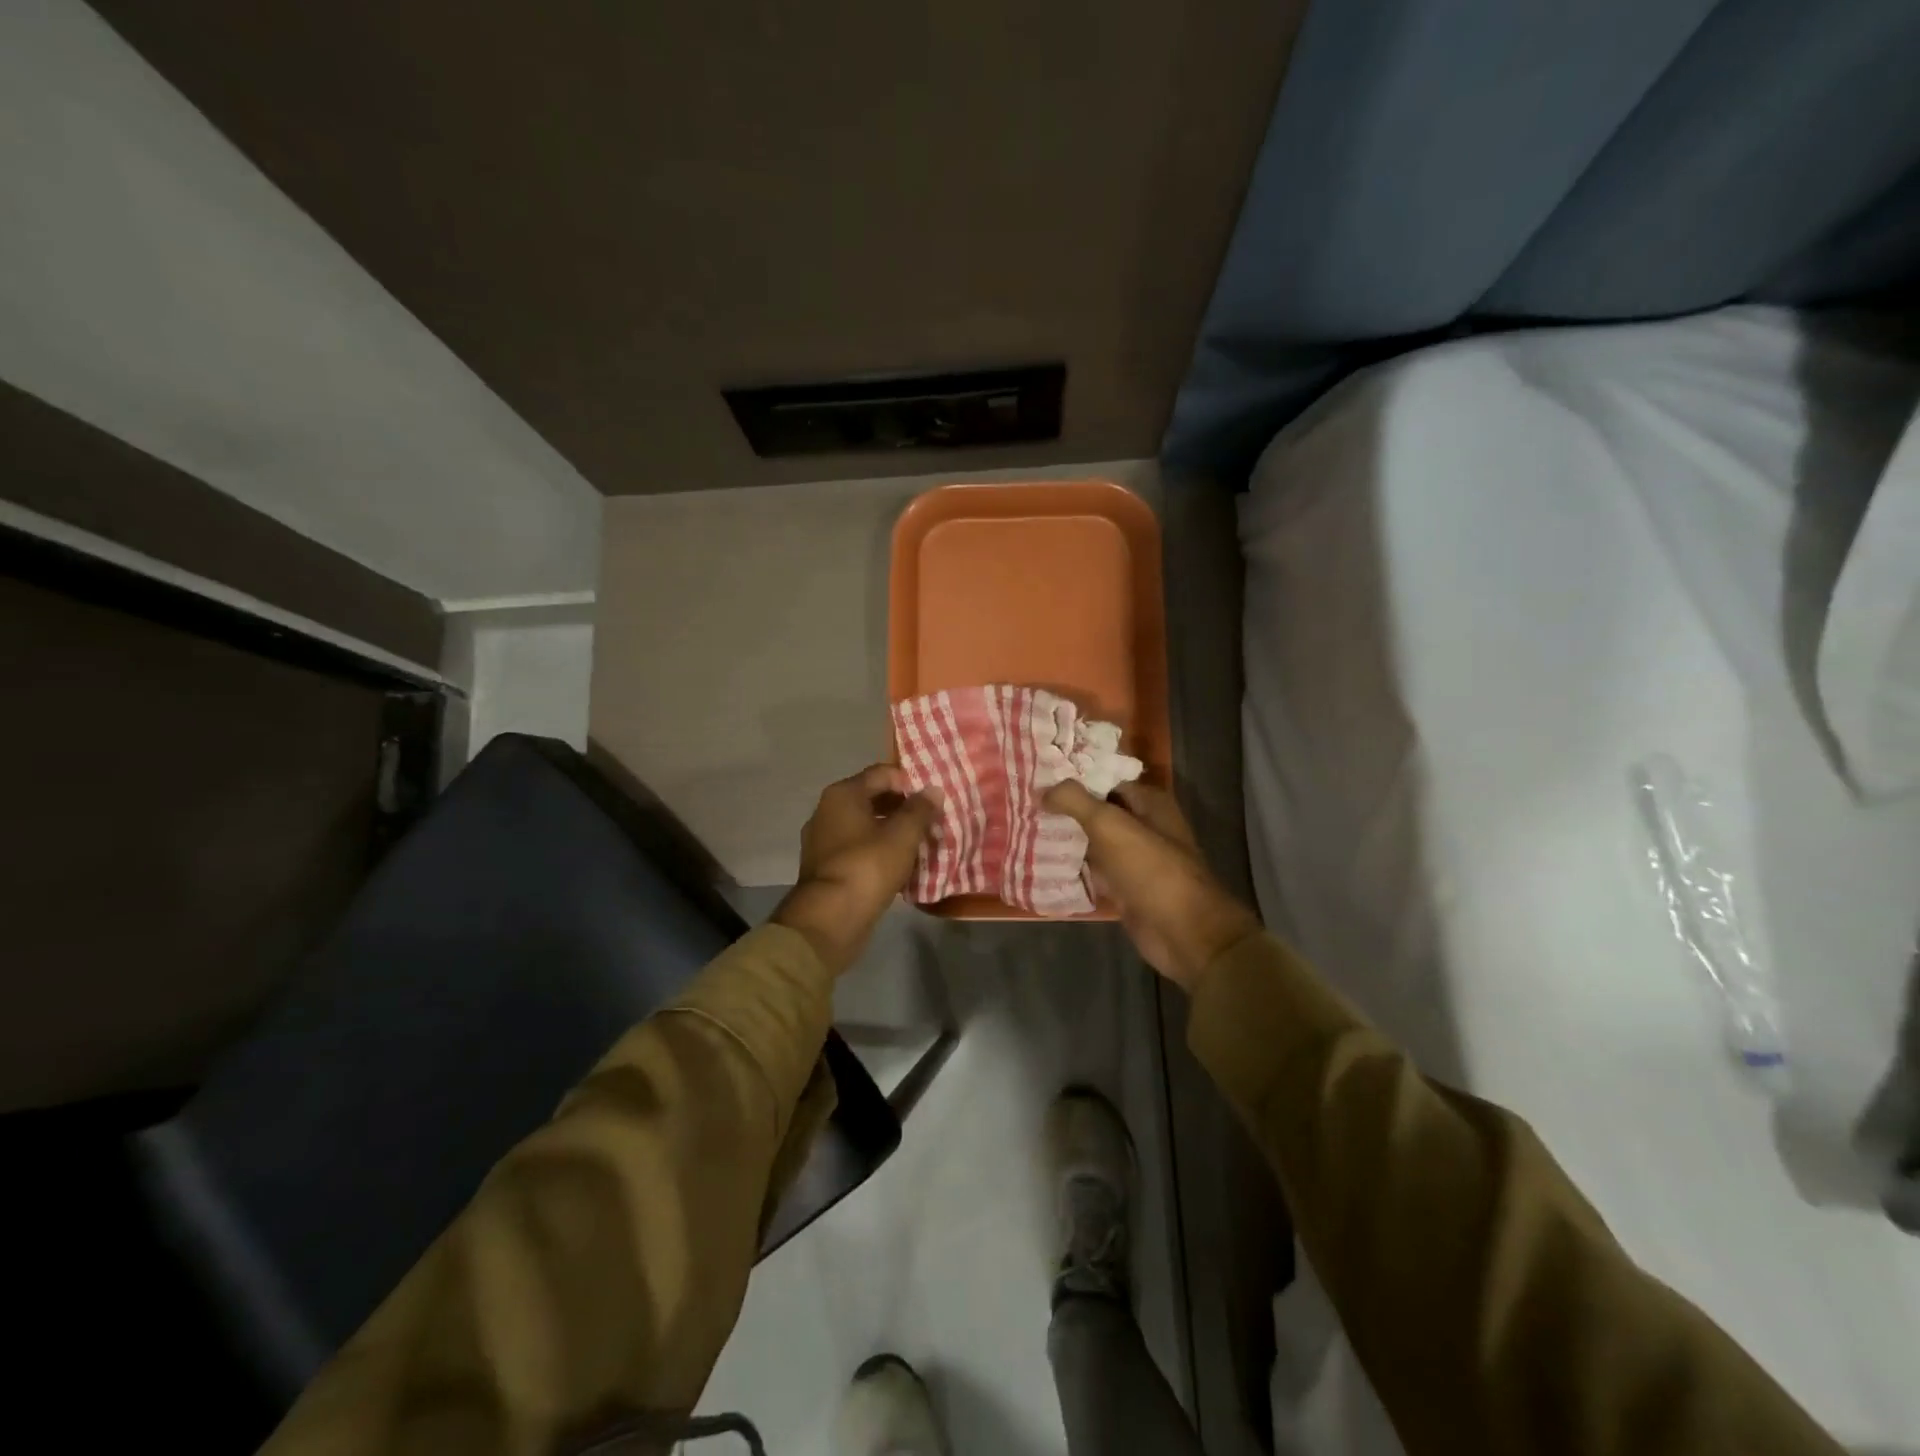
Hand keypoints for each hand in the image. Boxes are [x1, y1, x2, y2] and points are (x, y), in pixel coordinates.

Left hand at [772, 765, 942, 974]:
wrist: (829, 918)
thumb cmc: (867, 867)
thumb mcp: (902, 835)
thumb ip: (920, 810)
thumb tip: (933, 790)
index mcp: (843, 794)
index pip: (882, 773)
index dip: (909, 782)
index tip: (932, 800)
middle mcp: (827, 810)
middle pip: (872, 798)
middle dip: (903, 808)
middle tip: (930, 822)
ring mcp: (822, 840)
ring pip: (865, 826)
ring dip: (891, 832)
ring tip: (919, 845)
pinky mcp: (825, 866)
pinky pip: (857, 849)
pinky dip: (877, 851)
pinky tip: (899, 866)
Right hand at [1044, 781, 1259, 991]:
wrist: (1183, 933)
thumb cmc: (1151, 869)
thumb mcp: (1109, 826)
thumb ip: (1075, 801)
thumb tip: (1042, 790)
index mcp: (1149, 802)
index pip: (1105, 779)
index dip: (1073, 776)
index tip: (1038, 776)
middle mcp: (1144, 826)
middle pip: (1098, 810)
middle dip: (1065, 808)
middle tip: (1025, 801)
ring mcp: (1134, 859)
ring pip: (1093, 841)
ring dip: (1067, 837)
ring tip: (1027, 826)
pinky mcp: (1126, 888)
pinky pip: (1094, 871)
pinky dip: (1073, 868)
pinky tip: (1042, 862)